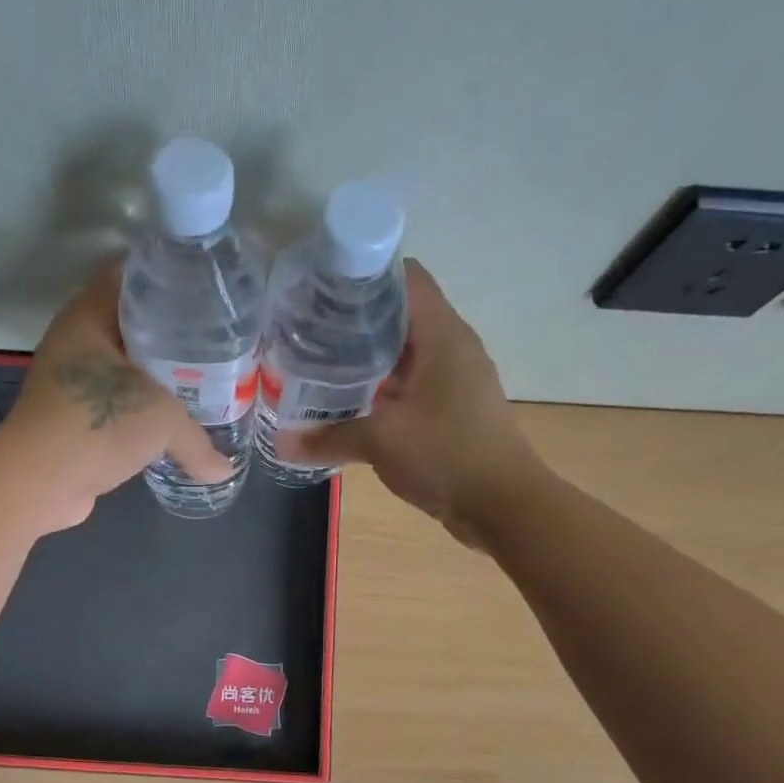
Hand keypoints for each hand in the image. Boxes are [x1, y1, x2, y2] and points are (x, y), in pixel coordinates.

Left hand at [0, 260, 229, 530]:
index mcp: (89, 316)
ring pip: (125, 365)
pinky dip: (143, 408)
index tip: (207, 289)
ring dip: (159, 375)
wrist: (39, 483)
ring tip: (204, 380)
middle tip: (217, 339)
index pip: (131, 274)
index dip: (169, 275)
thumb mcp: (161, 422)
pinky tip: (174, 420)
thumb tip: (225, 469)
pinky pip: (118, 401)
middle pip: (132, 321)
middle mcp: (77, 341)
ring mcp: (72, 381)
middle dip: (173, 330)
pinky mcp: (75, 418)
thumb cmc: (97, 427)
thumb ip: (199, 442)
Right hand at [277, 260, 536, 546]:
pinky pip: (410, 387)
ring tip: (319, 368)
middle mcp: (451, 348)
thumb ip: (329, 437)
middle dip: (353, 324)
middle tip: (307, 334)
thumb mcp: (380, 441)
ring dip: (365, 361)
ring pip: (403, 355)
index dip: (362, 277)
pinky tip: (349, 407)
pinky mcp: (451, 410)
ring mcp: (454, 380)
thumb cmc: (446, 455)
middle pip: (399, 316)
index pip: (404, 278)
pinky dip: (380, 391)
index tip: (320, 291)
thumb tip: (281, 444)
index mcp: (442, 334)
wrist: (502, 505)